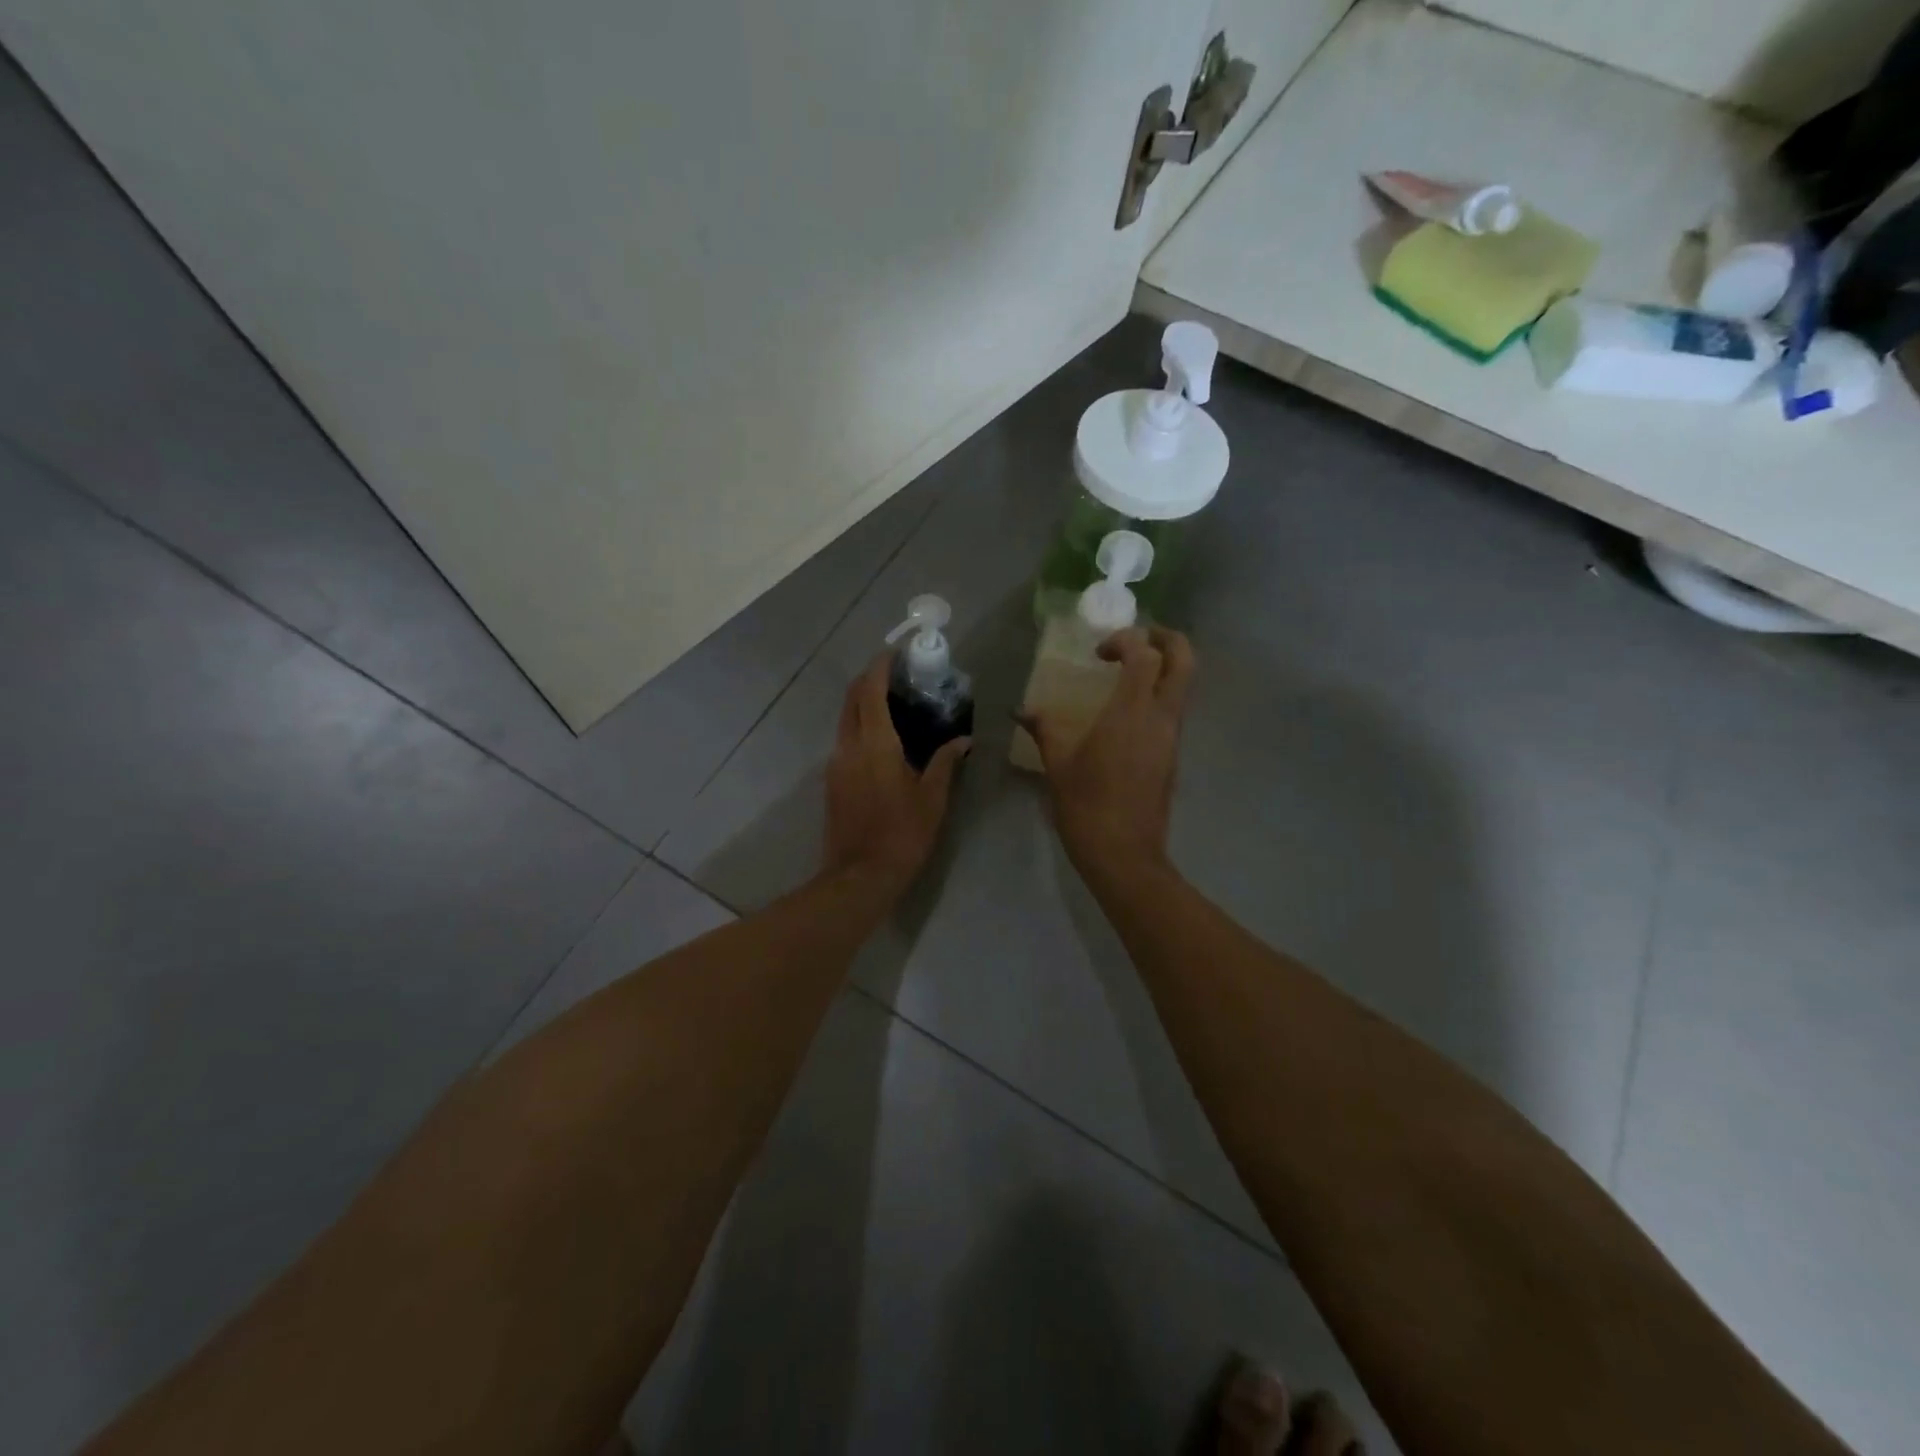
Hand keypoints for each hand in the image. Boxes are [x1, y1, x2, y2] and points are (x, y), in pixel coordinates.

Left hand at [824, 655, 970, 897]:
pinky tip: (883, 738)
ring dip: (863, 702)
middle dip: (869, 678)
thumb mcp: (933, 798)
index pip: (870, 690)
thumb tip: (962, 739)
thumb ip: (945, 762)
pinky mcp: (832, 780)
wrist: (860, 876)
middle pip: (851, 698)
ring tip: (894, 703)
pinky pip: (845, 739)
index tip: (896, 652)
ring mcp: (836, 763)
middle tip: (896, 674)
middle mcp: (849, 745)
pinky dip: (861, 725)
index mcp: (875, 743)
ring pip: (845, 719)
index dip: (880, 666)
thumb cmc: (902, 834)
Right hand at [1019, 626, 1192, 881]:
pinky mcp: (1173, 756)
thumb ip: (1045, 729)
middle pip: (1184, 659)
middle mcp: (1161, 717)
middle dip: (1165, 638)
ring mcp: (1172, 737)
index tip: (1099, 652)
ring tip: (1128, 674)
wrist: (1124, 854)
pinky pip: (1174, 710)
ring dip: (1163, 667)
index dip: (1126, 640)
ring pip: (1183, 685)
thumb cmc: (1087, 806)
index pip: (1145, 654)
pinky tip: (1127, 712)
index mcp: (1132, 711)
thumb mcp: (1058, 764)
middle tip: (1135, 640)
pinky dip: (1158, 695)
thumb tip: (1023, 712)